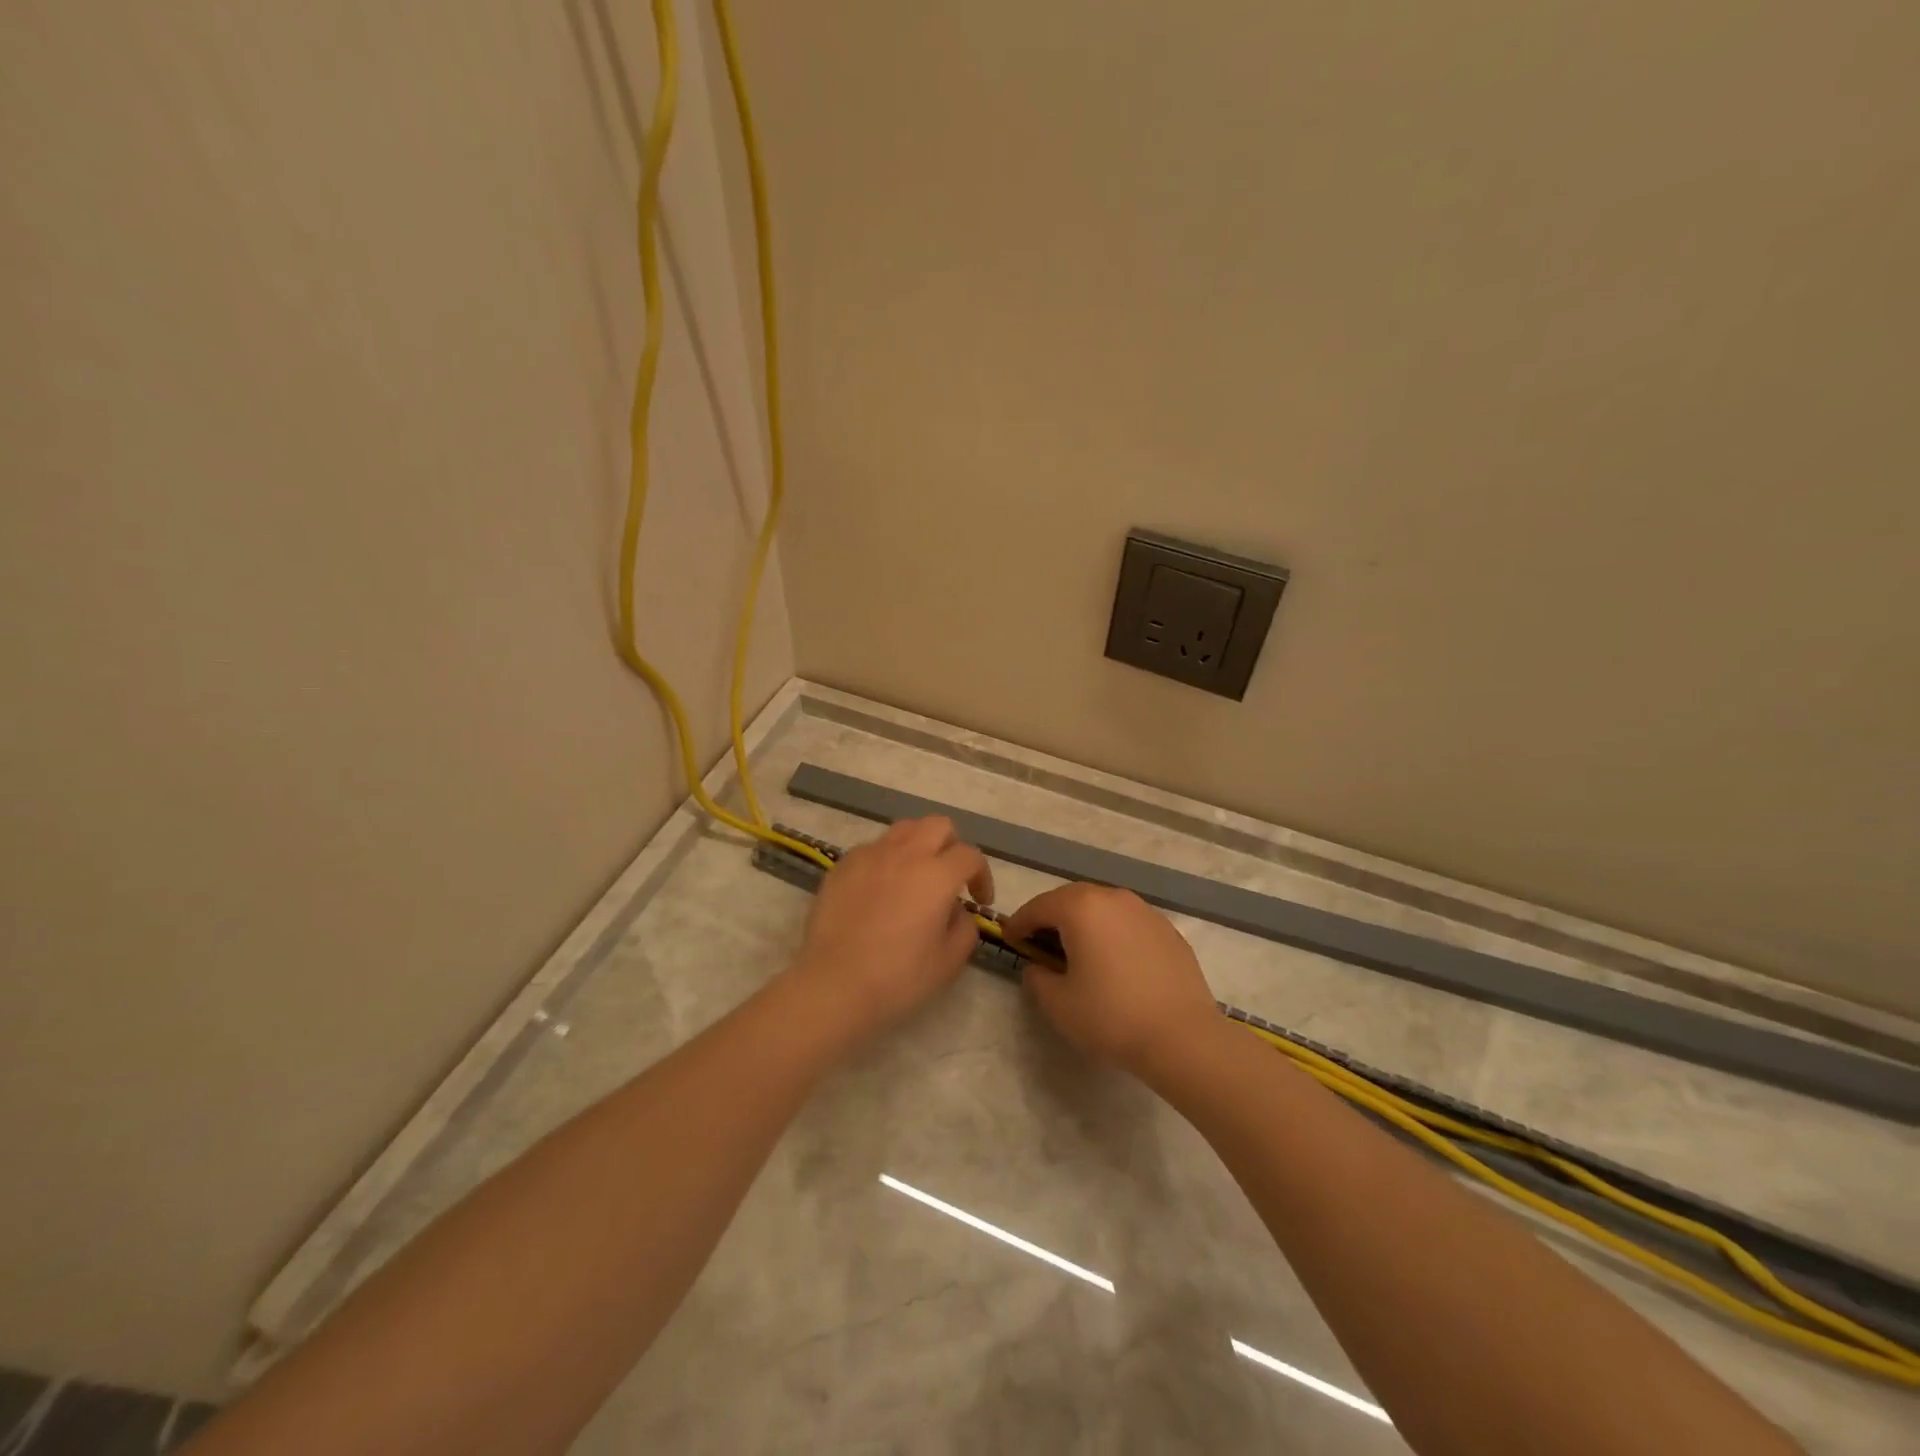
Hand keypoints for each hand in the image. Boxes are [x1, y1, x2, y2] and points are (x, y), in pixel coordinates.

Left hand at [787, 817, 993, 1039]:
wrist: (833, 985)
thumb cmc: (898, 978)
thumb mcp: (949, 962)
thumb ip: (965, 927)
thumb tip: (956, 910)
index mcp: (936, 875)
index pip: (970, 855)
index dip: (982, 875)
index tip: (979, 900)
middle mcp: (905, 854)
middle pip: (938, 825)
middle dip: (952, 846)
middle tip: (950, 878)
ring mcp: (870, 855)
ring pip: (904, 829)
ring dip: (919, 846)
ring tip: (915, 876)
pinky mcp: (843, 865)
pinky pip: (873, 848)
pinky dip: (886, 860)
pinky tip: (880, 889)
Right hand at [1003, 884, 1220, 1077]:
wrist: (1183, 1037)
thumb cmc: (1111, 1016)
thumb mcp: (1058, 1003)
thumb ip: (1038, 977)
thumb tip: (1040, 966)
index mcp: (1081, 908)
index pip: (1038, 907)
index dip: (1019, 923)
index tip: (1009, 939)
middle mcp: (1113, 898)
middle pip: (1071, 899)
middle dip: (1051, 917)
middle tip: (1039, 942)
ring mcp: (1145, 911)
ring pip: (1103, 908)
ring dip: (1084, 923)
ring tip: (1077, 951)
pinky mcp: (1168, 930)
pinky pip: (1128, 923)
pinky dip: (1112, 934)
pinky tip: (1114, 962)